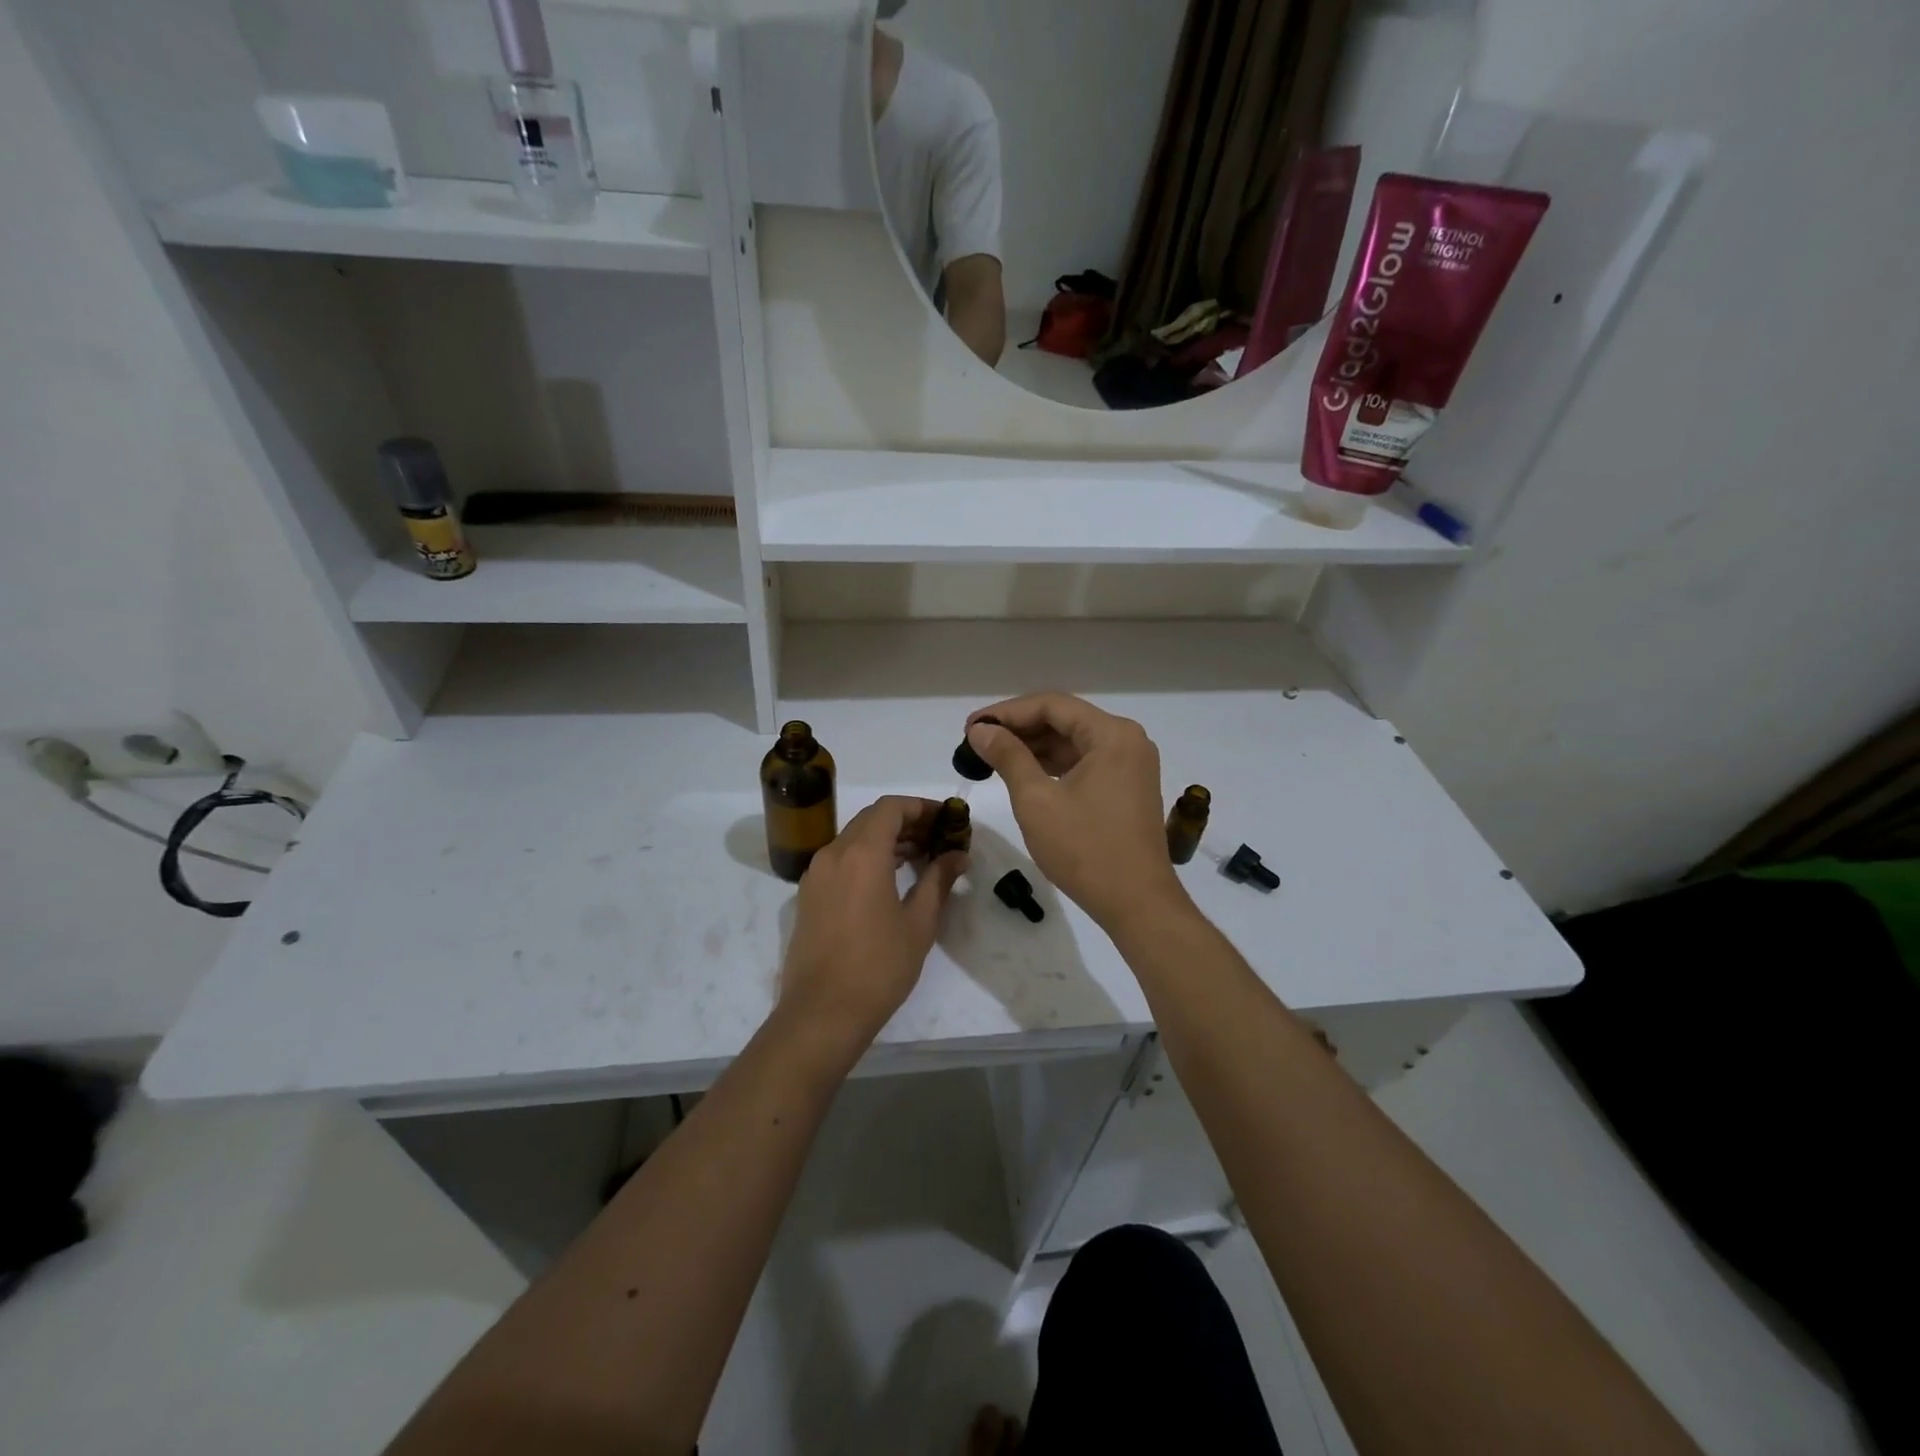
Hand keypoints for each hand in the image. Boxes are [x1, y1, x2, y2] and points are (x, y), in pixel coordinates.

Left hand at [778, 795, 965, 1045]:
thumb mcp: (919, 923)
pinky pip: (840, 859)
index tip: (946, 819)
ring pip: (854, 838)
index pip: (891, 807)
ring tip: (919, 858)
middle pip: (871, 819)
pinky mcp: (808, 895)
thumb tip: (958, 855)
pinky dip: (866, 856)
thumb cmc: (878, 967)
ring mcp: (816, 874)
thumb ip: (939, 880)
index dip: (921, 807)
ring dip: (886, 839)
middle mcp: (834, 853)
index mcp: (862, 854)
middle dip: (906, 821)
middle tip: (938, 838)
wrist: (822, 1013)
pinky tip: (889, 879)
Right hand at [965, 694, 1187, 932]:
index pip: (1051, 705)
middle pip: (1064, 720)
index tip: (971, 727)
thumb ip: (1007, 756)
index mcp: (1112, 734)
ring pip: (1073, 742)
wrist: (1137, 904)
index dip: (1007, 712)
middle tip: (977, 742)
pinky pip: (1085, 763)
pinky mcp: (1127, 787)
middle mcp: (1127, 740)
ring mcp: (1131, 765)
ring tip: (992, 757)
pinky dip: (1053, 765)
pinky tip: (1023, 773)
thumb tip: (981, 730)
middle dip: (1019, 728)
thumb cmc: (1085, 849)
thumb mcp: (1037, 800)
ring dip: (1034, 747)